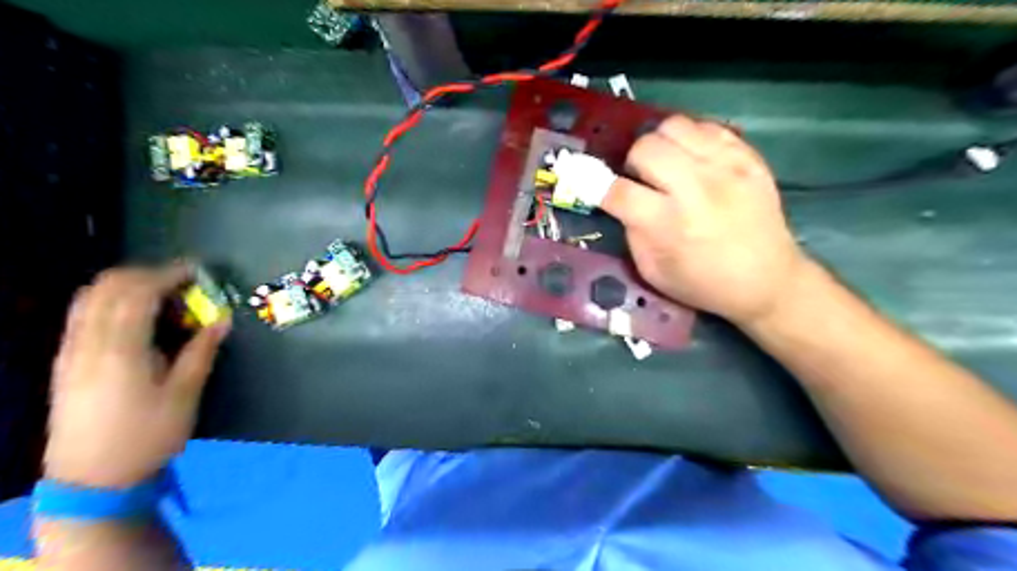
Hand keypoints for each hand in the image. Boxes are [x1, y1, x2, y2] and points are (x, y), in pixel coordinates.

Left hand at [44, 266, 228, 488]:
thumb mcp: (184, 395)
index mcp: (120, 351)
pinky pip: (82, 314)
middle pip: (108, 287)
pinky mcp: (65, 362)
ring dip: (125, 285)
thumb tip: (221, 320)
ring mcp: (70, 351)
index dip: (168, 275)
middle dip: (146, 274)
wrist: (91, 479)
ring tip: (160, 294)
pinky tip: (134, 316)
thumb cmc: (147, 436)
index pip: (138, 294)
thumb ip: (200, 352)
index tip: (197, 271)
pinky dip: (109, 300)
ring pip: (88, 297)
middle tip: (181, 282)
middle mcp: (88, 343)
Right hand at [598, 116, 806, 325]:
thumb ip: (632, 232)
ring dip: (660, 144)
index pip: (617, 190)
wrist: (767, 279)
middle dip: (633, 163)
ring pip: (674, 126)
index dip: (596, 185)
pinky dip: (691, 140)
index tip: (590, 183)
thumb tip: (620, 199)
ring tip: (667, 164)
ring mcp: (726, 167)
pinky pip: (707, 127)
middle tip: (641, 179)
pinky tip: (694, 161)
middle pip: (645, 148)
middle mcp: (696, 189)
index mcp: (668, 225)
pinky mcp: (748, 157)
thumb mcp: (653, 271)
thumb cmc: (704, 283)